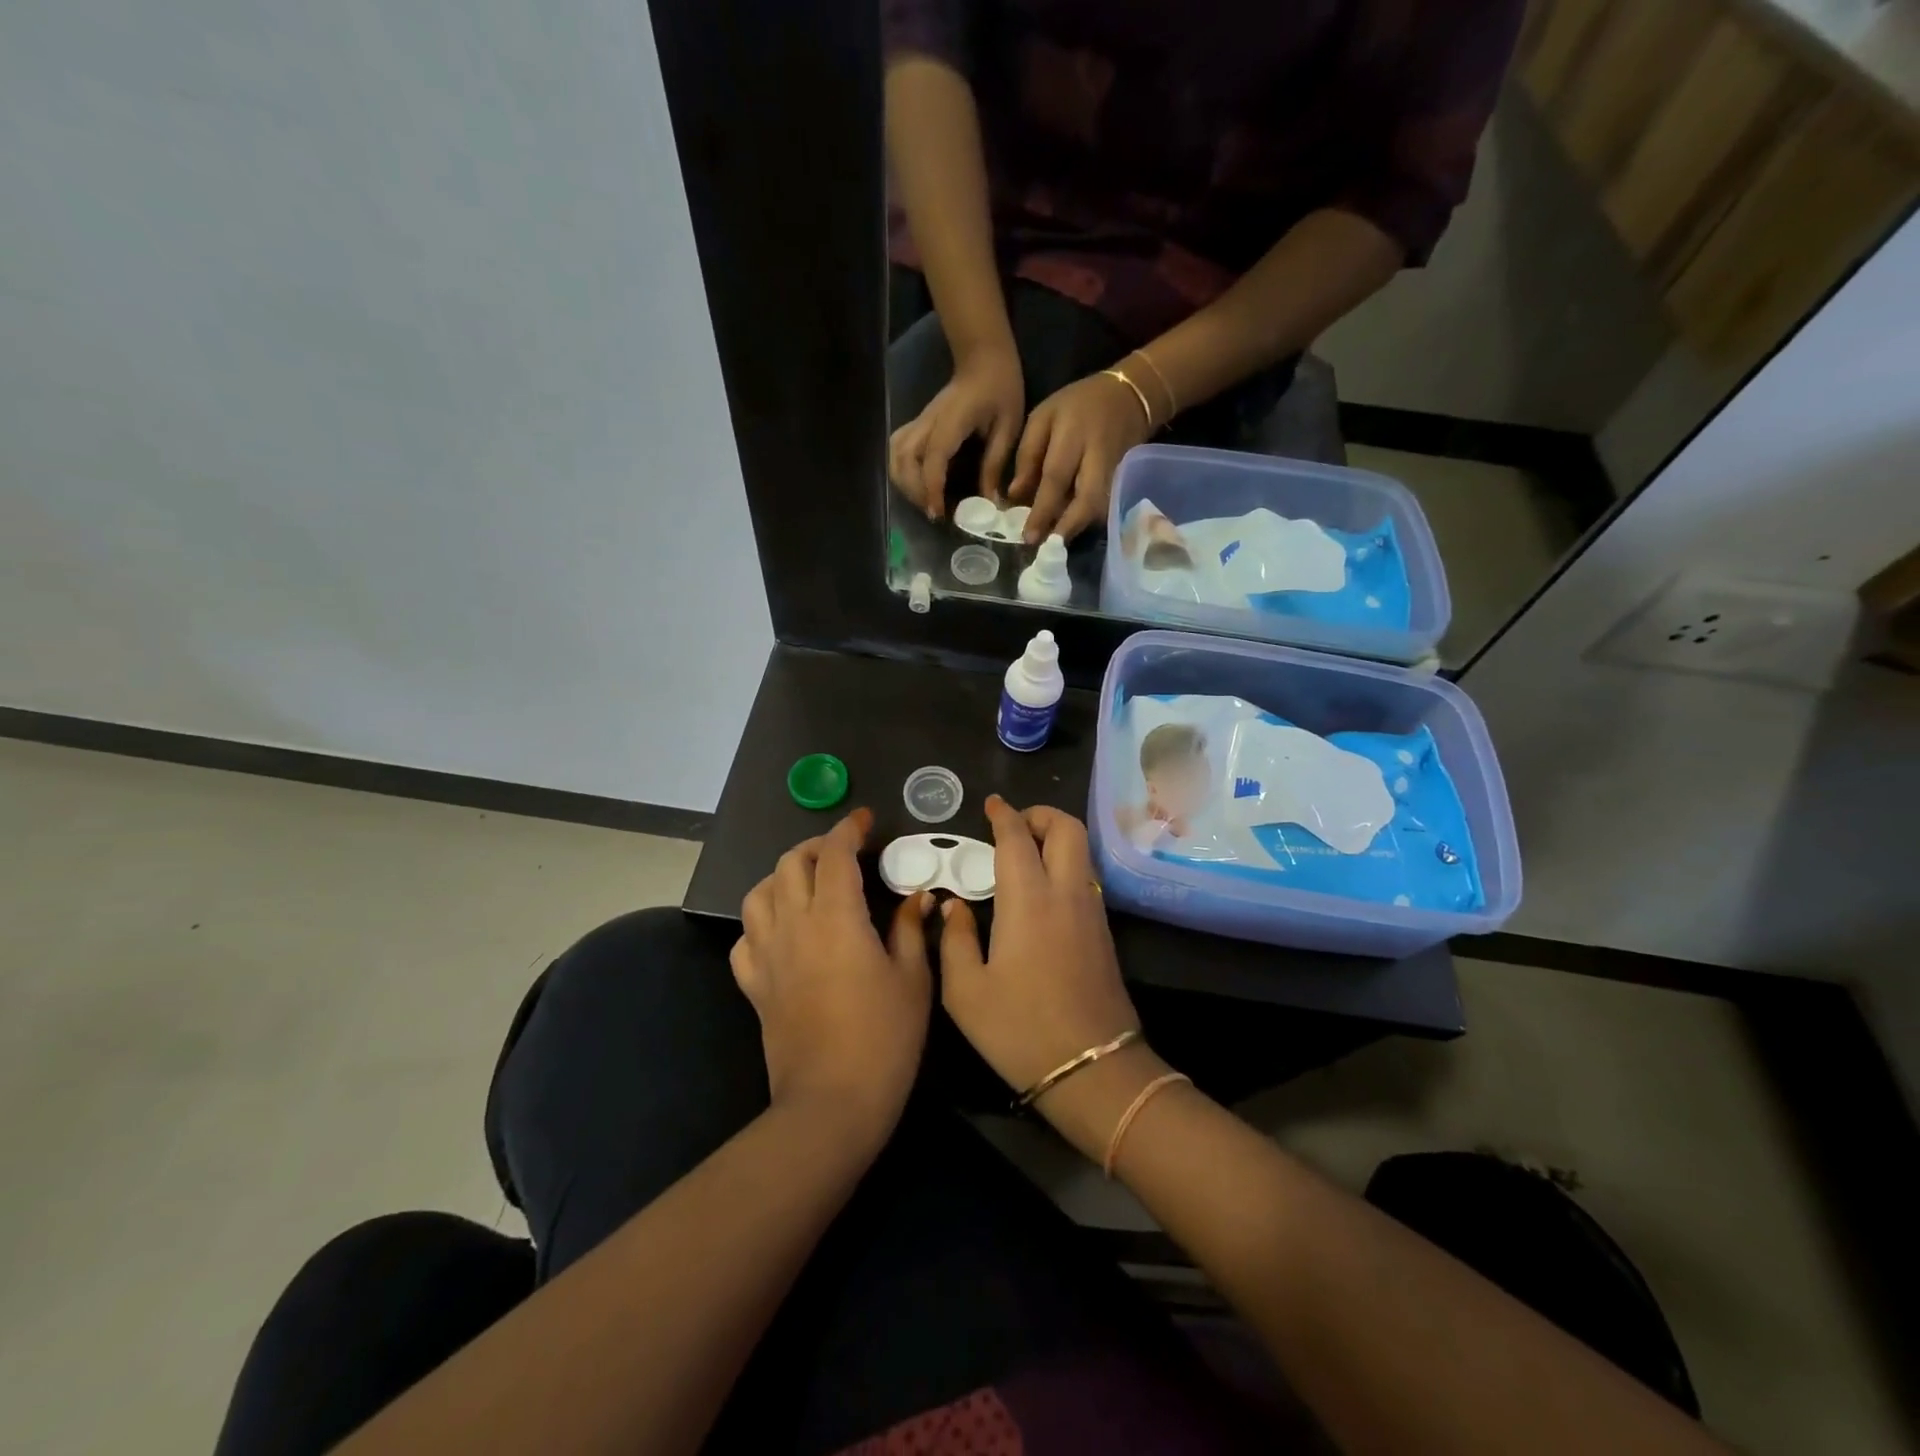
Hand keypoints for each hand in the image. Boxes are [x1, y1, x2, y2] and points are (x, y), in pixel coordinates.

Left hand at [732, 809, 934, 1145]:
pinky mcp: (754, 985)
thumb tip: (918, 896)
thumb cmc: (884, 1038)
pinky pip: (745, 938)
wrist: (831, 1103)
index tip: (865, 820)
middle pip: (791, 863)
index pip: (835, 854)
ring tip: (809, 882)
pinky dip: (762, 922)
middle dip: (816, 846)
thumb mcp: (913, 979)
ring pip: (760, 893)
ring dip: (784, 876)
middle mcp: (794, 925)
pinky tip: (782, 931)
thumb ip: (910, 929)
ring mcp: (767, 955)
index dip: (849, 829)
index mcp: (836, 918)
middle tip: (843, 851)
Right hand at [888, 344, 1024, 517]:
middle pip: (904, 459)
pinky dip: (901, 471)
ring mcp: (919, 421)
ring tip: (925, 501)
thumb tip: (989, 502)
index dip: (932, 488)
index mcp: (952, 421)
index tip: (939, 513)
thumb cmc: (1000, 389)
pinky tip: (917, 485)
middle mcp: (928, 422)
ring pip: (895, 455)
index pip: (933, 458)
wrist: (984, 358)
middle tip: (934, 511)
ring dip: (904, 483)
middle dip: (915, 491)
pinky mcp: (918, 424)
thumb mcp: (1008, 427)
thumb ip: (995, 464)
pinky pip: (898, 449)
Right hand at [938, 796, 1143, 1101]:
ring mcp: (1092, 912)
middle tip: (1014, 824)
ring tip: (1025, 854)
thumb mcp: (965, 992)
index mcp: (1028, 900)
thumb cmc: (1020, 1030)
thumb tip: (953, 905)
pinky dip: (1064, 865)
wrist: (1093, 1069)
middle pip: (1067, 829)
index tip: (992, 804)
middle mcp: (1066, 894)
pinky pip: (1085, 878)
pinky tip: (1041, 891)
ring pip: (1081, 852)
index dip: (1004, 815)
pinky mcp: (1104, 933)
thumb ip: (955, 939)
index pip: (1018, 838)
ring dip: (1056, 838)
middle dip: (1041, 815)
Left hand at [1010, 370, 1155, 541]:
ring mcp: (1117, 470)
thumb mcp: (1043, 417)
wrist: (1130, 395)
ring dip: (1077, 528)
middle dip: (1066, 527)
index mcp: (1074, 433)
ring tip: (1054, 541)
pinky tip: (1069, 528)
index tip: (1028, 536)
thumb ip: (1028, 455)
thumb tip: (1014, 496)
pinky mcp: (1126, 480)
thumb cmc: (1076, 405)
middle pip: (1087, 500)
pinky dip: (1087, 521)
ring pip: (1100, 509)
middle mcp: (1099, 454)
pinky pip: (1106, 507)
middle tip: (1046, 548)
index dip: (1042, 510)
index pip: (1056, 477)